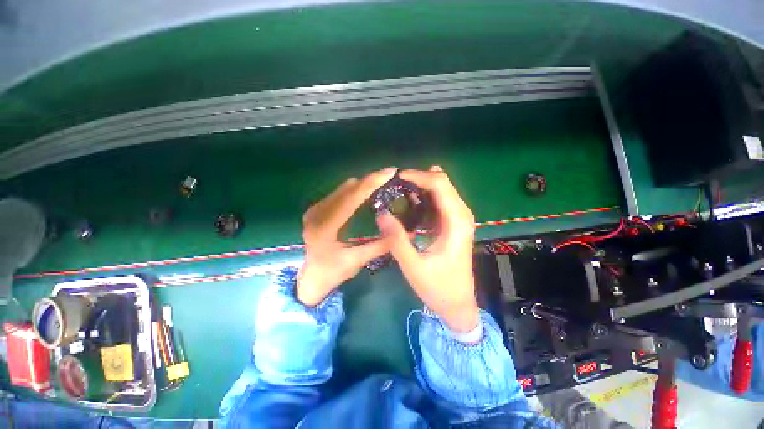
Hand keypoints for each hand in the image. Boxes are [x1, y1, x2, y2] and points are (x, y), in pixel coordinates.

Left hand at [297, 167, 397, 306]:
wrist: (310, 277)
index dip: (372, 182)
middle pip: (347, 189)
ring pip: (343, 189)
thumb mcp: (357, 261)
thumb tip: (405, 232)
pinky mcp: (317, 209)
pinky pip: (339, 194)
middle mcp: (317, 213)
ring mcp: (315, 210)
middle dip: (370, 180)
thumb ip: (380, 246)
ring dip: (363, 183)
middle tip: (389, 174)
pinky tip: (366, 191)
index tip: (390, 172)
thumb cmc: (332, 273)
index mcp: (325, 227)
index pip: (351, 198)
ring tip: (381, 181)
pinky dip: (355, 190)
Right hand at [377, 166, 478, 332]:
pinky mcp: (454, 224)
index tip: (397, 177)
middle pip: (443, 183)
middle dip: (420, 178)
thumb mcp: (413, 266)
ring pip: (443, 190)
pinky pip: (440, 201)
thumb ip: (397, 240)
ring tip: (400, 190)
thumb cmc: (438, 288)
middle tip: (396, 184)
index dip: (419, 176)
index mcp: (456, 222)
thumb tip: (381, 213)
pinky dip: (425, 196)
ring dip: (422, 186)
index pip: (440, 185)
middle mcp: (462, 215)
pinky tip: (411, 202)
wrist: (458, 304)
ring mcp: (459, 219)